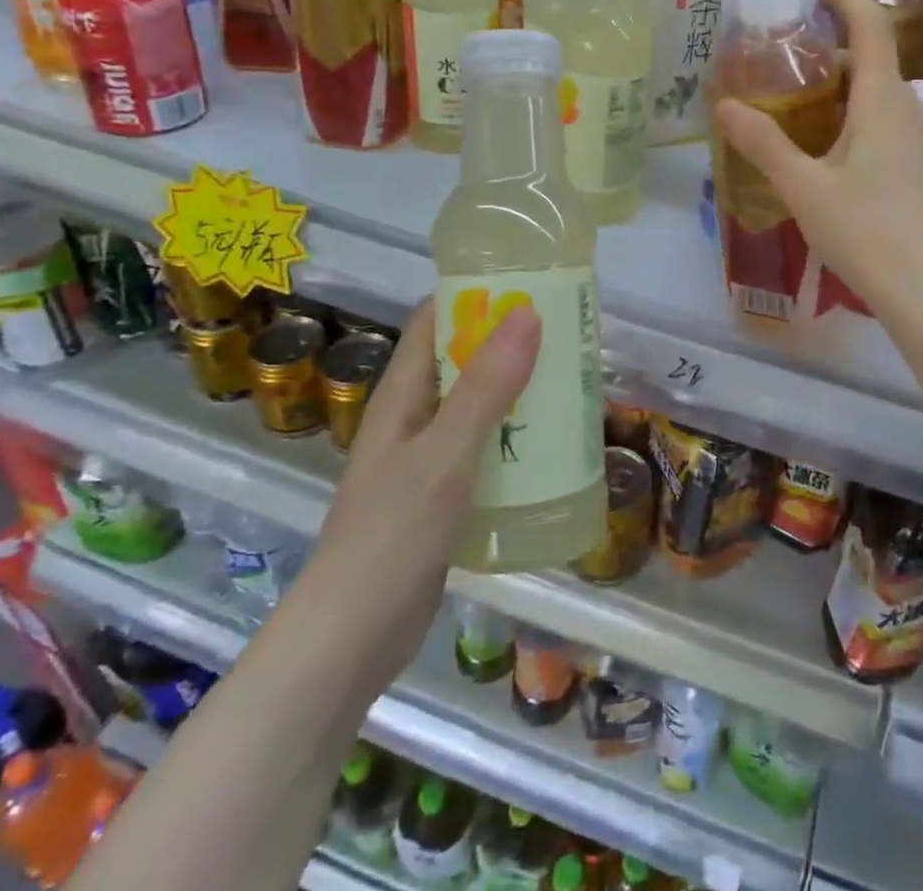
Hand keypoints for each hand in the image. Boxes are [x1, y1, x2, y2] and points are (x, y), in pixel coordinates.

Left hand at [312, 297, 540, 679]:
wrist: (351, 640)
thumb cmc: (393, 534)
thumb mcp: (446, 453)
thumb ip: (486, 385)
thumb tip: (527, 311)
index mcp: (402, 394)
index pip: (433, 320)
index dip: (474, 294)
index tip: (529, 281)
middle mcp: (411, 418)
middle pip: (461, 360)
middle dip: (509, 341)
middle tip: (568, 331)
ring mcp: (424, 459)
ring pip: (476, 406)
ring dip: (517, 390)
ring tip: (571, 380)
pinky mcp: (440, 496)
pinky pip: (482, 449)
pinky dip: (513, 436)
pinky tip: (551, 445)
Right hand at [715, 0, 922, 319]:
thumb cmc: (865, 231)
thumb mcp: (803, 187)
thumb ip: (763, 143)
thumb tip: (724, 106)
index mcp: (883, 99)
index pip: (870, 25)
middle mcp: (908, 109)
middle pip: (873, 59)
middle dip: (832, 49)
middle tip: (785, 59)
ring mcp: (921, 139)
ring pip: (880, 94)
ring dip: (844, 87)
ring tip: (798, 103)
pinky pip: (888, 122)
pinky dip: (857, 116)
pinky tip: (828, 149)